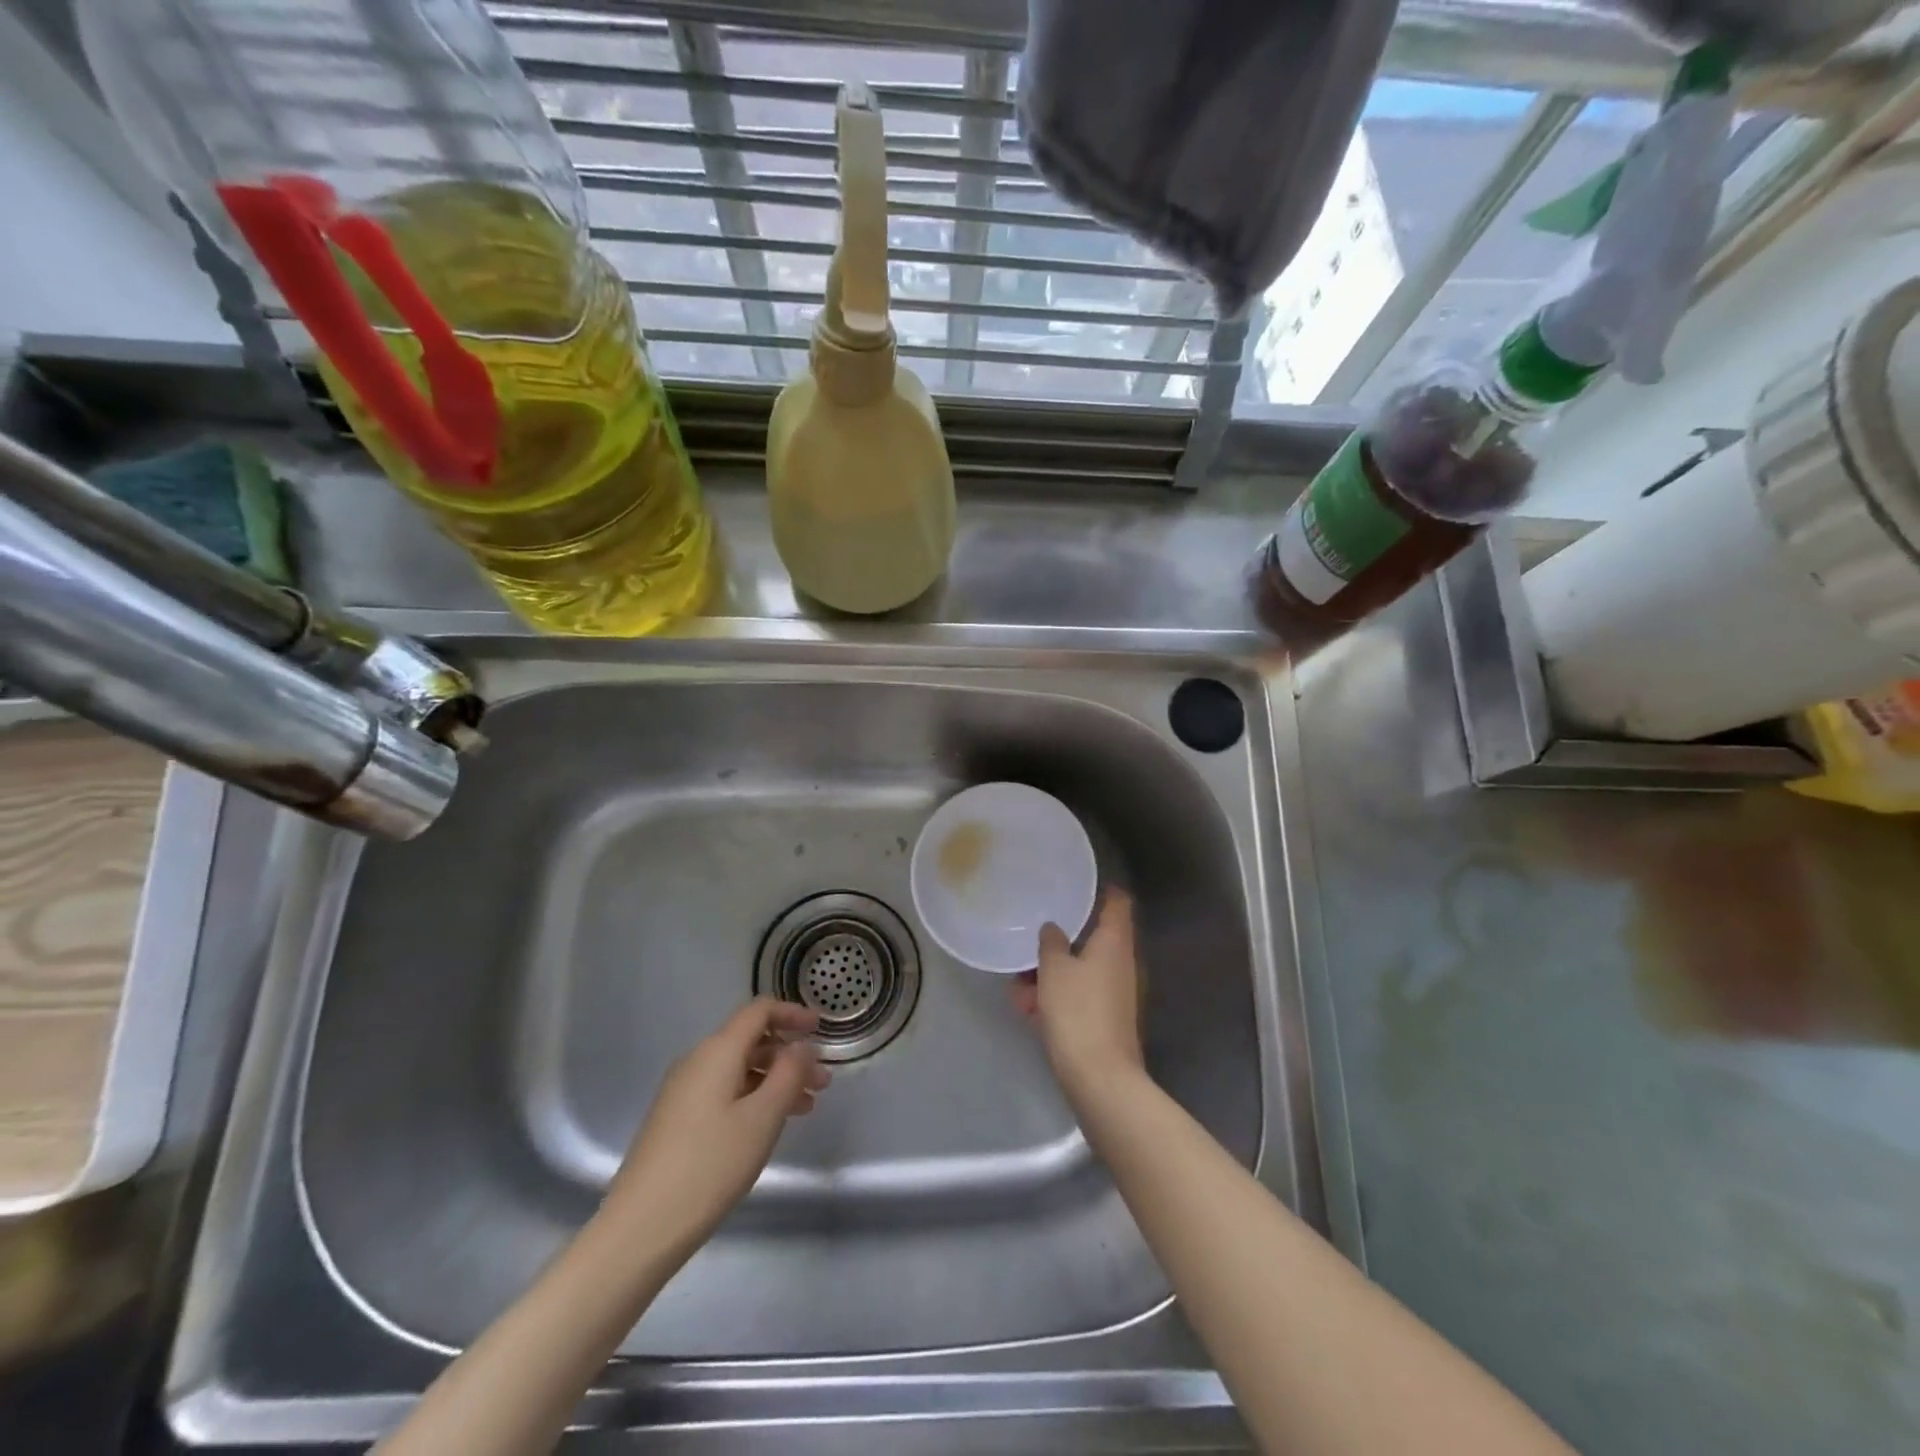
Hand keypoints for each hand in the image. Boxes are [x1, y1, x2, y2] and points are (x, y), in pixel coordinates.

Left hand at [603, 998, 829, 1258]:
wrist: (640, 1227)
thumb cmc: (710, 1165)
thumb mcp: (763, 1117)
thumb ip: (789, 1074)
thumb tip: (801, 1047)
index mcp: (718, 1051)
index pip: (759, 1011)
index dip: (792, 1014)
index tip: (821, 1029)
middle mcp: (697, 1061)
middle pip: (750, 1040)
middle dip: (789, 1055)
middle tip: (822, 1083)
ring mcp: (683, 1091)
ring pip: (739, 1069)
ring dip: (775, 1080)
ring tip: (806, 1109)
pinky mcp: (676, 1119)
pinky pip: (724, 1091)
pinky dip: (753, 1097)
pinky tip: (768, 1126)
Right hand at [1010, 889, 1144, 1103]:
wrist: (1100, 1077)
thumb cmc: (1077, 1011)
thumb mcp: (1054, 969)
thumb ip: (1051, 942)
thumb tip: (1054, 928)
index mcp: (1114, 942)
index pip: (1118, 903)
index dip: (1104, 890)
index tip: (1080, 883)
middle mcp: (1122, 963)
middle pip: (1094, 939)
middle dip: (1062, 941)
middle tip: (1034, 938)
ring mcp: (1117, 993)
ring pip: (1082, 971)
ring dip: (1053, 974)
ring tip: (1019, 986)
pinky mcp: (1107, 1019)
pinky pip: (1080, 996)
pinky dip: (1058, 997)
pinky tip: (1029, 1010)